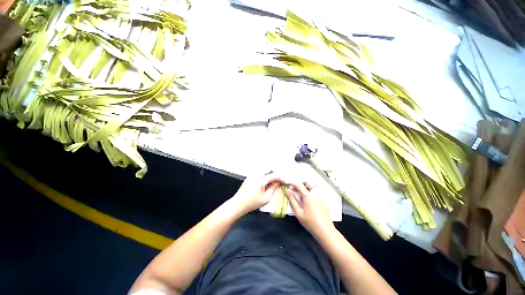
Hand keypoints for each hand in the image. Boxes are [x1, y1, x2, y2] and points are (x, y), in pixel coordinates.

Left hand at [231, 171, 281, 214]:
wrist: (238, 204)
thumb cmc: (253, 202)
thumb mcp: (266, 198)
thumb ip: (274, 188)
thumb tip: (278, 182)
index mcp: (261, 179)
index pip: (274, 175)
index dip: (281, 178)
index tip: (285, 181)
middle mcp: (257, 174)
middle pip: (269, 168)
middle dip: (276, 172)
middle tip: (279, 179)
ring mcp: (252, 174)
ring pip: (264, 169)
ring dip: (270, 173)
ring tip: (274, 181)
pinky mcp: (250, 177)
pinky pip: (259, 172)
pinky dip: (265, 174)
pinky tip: (266, 182)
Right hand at [284, 181, 334, 236]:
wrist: (325, 231)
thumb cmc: (310, 222)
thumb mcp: (298, 212)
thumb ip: (292, 200)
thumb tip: (287, 191)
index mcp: (308, 196)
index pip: (299, 184)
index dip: (292, 183)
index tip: (288, 185)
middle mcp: (315, 193)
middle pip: (307, 183)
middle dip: (300, 184)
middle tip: (294, 190)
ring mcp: (320, 196)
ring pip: (312, 186)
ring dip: (305, 187)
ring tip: (300, 195)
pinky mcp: (323, 199)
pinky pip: (315, 191)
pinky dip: (310, 191)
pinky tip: (307, 200)